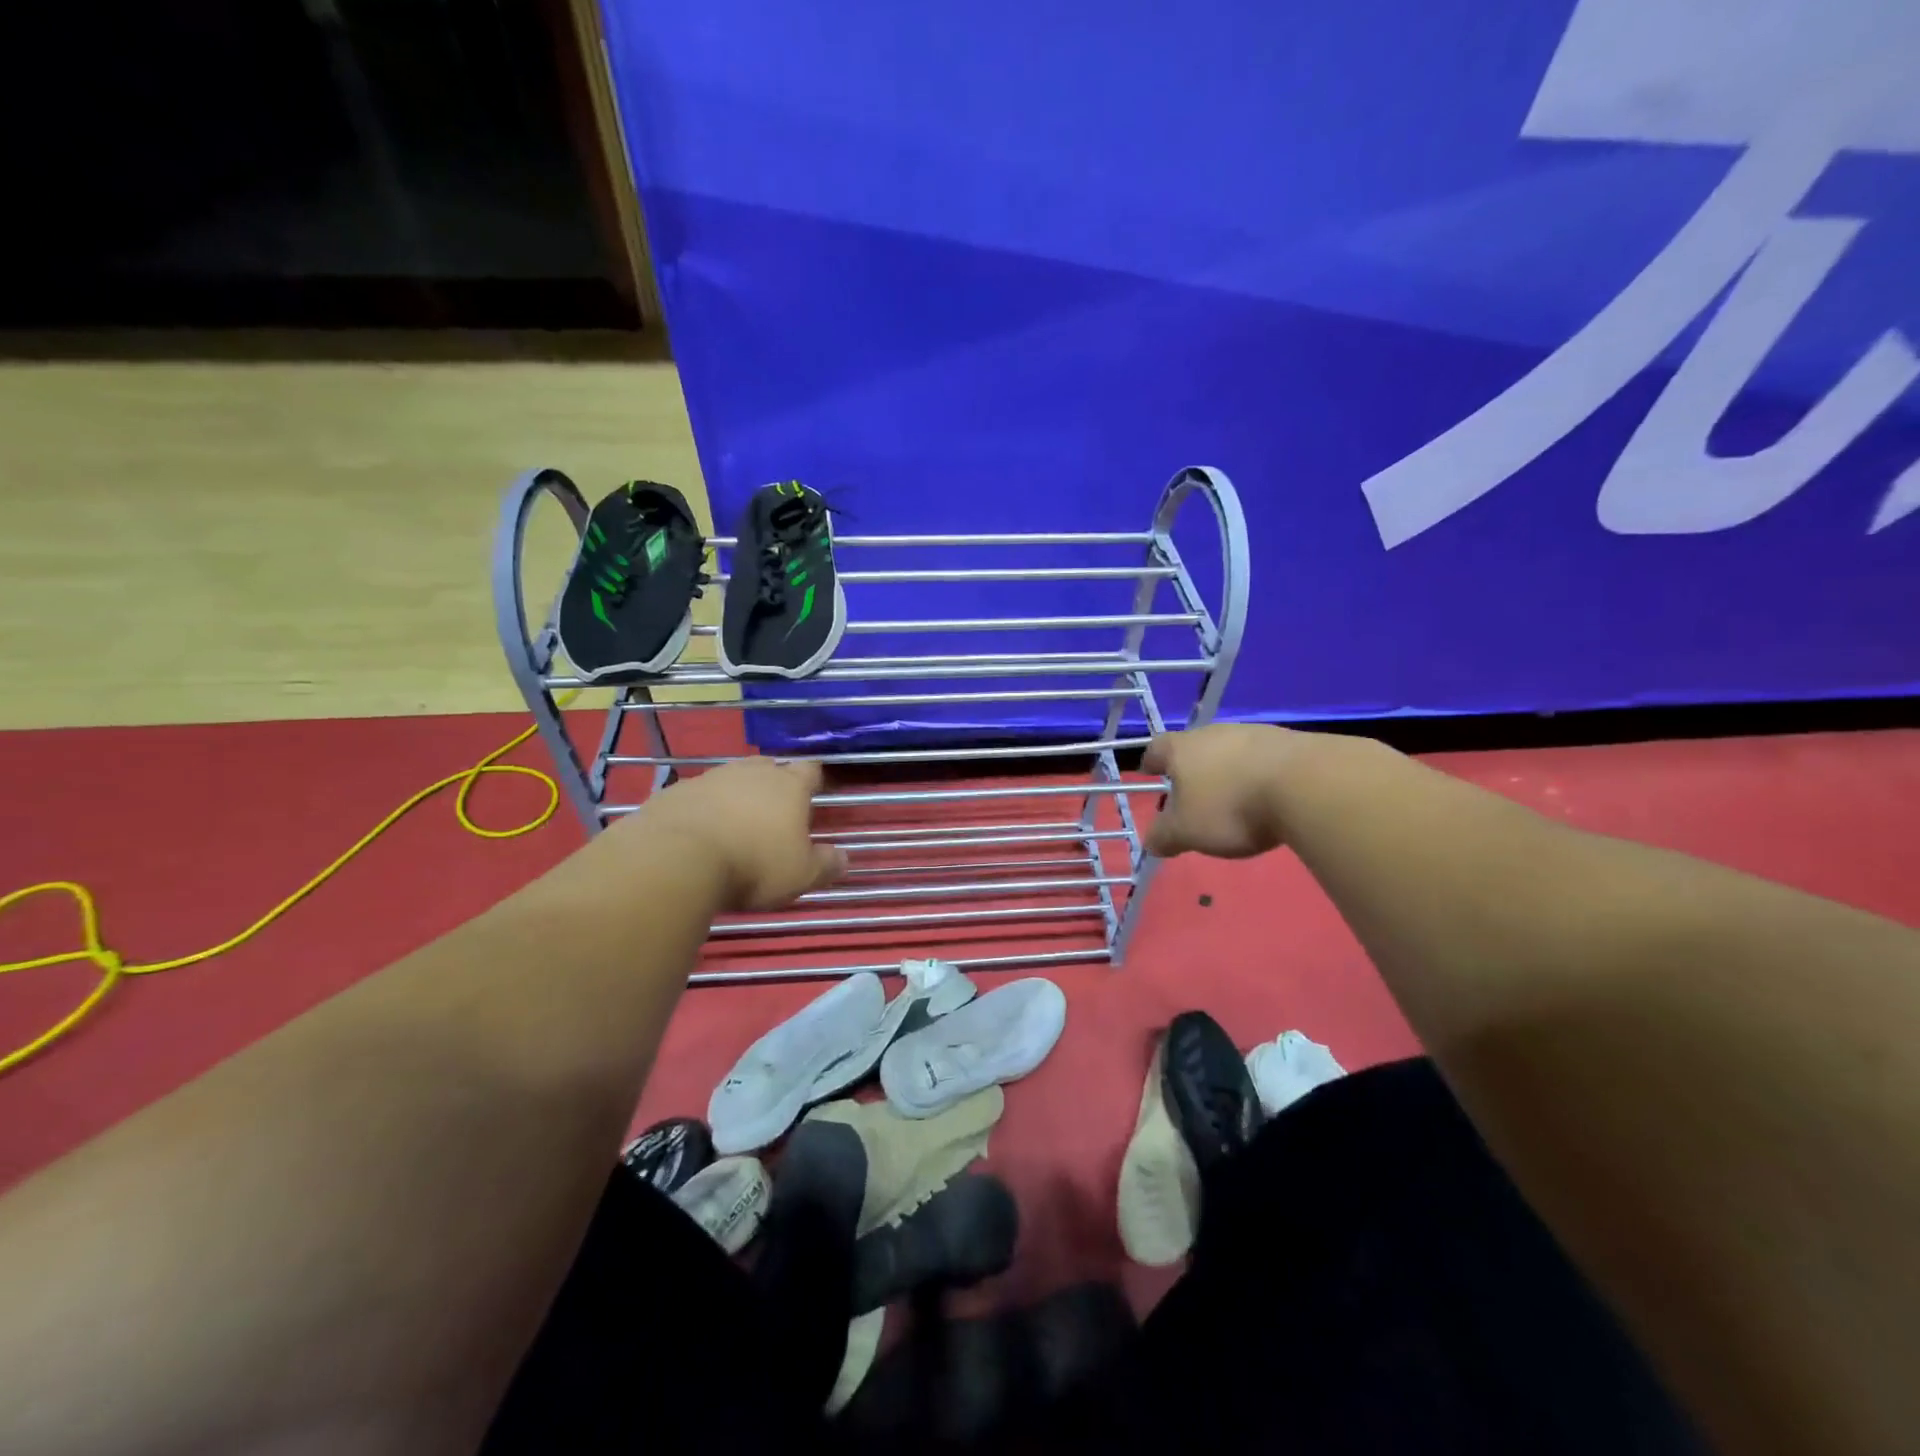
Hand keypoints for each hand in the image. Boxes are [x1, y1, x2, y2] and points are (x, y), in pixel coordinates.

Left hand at [619, 758, 847, 911]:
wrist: (675, 859)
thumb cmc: (753, 865)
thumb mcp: (800, 875)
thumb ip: (826, 865)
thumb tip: (845, 859)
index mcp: (788, 786)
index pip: (810, 770)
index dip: (814, 780)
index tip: (814, 795)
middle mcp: (751, 773)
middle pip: (769, 767)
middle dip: (773, 784)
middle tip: (774, 812)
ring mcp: (710, 778)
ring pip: (730, 779)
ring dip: (735, 796)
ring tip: (734, 825)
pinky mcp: (674, 792)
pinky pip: (696, 796)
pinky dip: (702, 809)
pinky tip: (697, 834)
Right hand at [1143, 724, 1295, 858]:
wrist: (1306, 785)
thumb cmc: (1230, 807)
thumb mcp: (1187, 832)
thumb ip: (1165, 836)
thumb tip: (1151, 841)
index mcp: (1182, 749)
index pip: (1157, 748)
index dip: (1151, 761)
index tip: (1150, 772)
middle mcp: (1214, 732)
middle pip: (1195, 746)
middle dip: (1192, 768)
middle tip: (1193, 792)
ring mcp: (1255, 734)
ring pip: (1231, 750)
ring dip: (1229, 770)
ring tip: (1234, 797)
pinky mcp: (1291, 742)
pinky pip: (1264, 758)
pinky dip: (1260, 774)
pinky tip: (1268, 796)